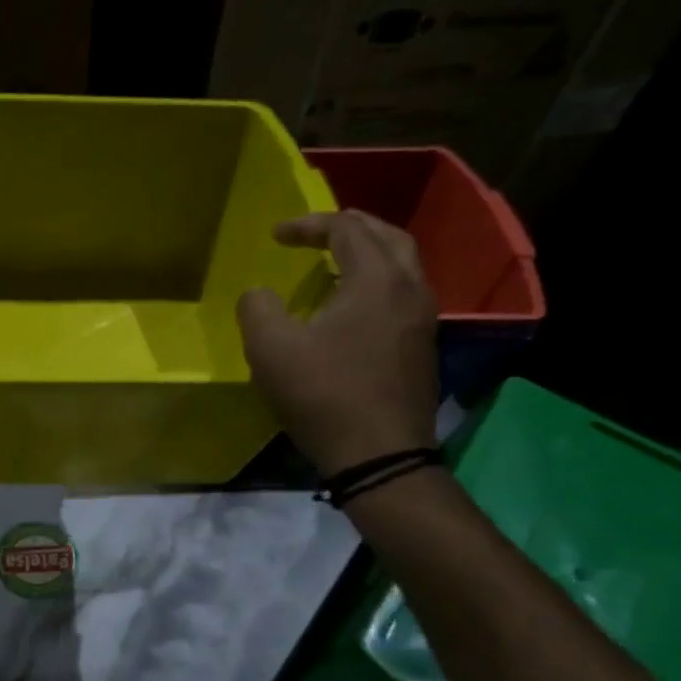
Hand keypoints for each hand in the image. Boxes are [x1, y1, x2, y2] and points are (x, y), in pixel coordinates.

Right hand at [236, 209, 438, 474]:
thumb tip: (259, 294)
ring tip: (334, 261)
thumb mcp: (271, 348)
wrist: (379, 456)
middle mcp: (410, 289)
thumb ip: (257, 307)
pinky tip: (352, 304)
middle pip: (387, 235)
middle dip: (348, 226)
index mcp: (376, 279)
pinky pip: (403, 293)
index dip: (308, 224)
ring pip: (402, 264)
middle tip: (315, 232)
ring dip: (368, 252)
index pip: (346, 228)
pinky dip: (377, 281)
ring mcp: (423, 319)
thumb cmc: (324, 395)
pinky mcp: (422, 347)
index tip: (275, 235)